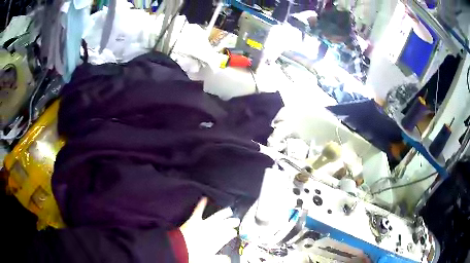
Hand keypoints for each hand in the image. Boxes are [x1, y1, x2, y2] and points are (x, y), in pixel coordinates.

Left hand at [180, 198, 239, 262]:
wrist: (179, 249)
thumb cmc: (194, 255)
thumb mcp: (210, 259)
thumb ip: (221, 259)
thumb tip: (229, 259)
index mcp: (217, 240)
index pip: (228, 235)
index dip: (232, 233)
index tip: (235, 232)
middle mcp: (212, 231)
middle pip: (225, 225)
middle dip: (231, 222)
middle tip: (237, 220)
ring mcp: (204, 225)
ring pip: (216, 217)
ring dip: (223, 213)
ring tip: (229, 210)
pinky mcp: (194, 220)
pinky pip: (198, 211)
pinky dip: (201, 204)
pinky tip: (205, 198)